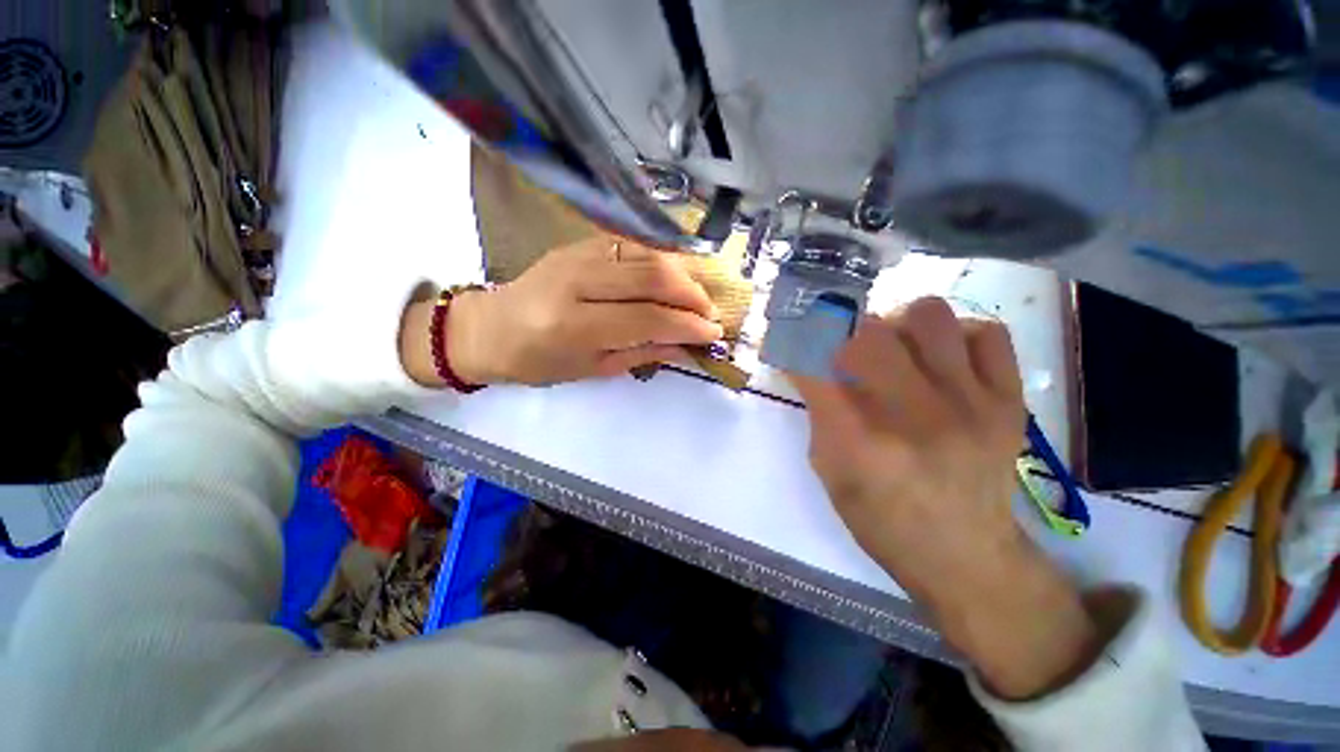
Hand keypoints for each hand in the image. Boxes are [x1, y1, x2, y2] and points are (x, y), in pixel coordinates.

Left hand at [401, 235, 723, 386]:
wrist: (490, 328)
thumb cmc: (538, 362)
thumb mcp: (592, 369)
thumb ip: (643, 352)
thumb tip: (687, 346)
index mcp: (574, 324)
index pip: (648, 317)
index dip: (688, 325)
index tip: (714, 334)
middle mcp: (576, 281)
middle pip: (653, 276)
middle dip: (693, 295)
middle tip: (711, 313)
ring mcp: (577, 254)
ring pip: (647, 253)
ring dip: (683, 273)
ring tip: (698, 296)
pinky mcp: (579, 242)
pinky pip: (632, 243)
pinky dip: (661, 258)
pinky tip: (675, 275)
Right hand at [789, 297, 1097, 699]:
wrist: (966, 555)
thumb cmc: (881, 518)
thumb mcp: (829, 470)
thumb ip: (819, 411)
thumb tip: (810, 362)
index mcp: (858, 440)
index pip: (812, 363)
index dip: (794, 343)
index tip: (790, 340)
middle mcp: (913, 413)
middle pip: (868, 330)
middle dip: (842, 332)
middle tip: (845, 349)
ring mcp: (968, 402)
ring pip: (928, 315)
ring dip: (899, 325)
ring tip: (897, 348)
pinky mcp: (1008, 401)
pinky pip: (985, 333)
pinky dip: (957, 337)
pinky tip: (943, 360)